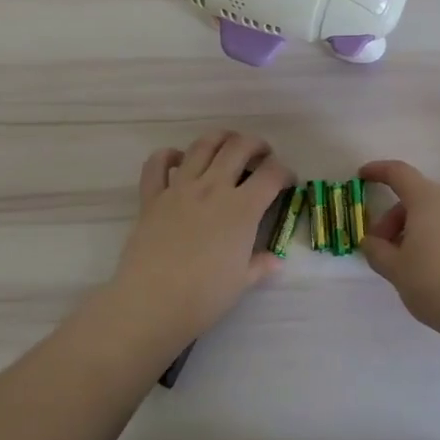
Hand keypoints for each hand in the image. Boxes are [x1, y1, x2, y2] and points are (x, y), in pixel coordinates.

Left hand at [101, 130, 291, 350]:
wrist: (152, 301)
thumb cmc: (204, 296)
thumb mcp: (242, 283)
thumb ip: (260, 265)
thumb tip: (274, 260)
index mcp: (242, 209)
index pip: (271, 174)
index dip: (284, 172)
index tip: (287, 182)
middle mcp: (213, 188)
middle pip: (239, 148)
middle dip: (256, 145)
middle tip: (261, 155)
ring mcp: (180, 188)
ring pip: (202, 146)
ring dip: (219, 138)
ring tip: (227, 144)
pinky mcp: (152, 196)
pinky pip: (157, 164)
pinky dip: (168, 155)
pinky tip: (178, 160)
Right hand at [359, 159, 439, 336]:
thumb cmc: (435, 282)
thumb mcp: (395, 269)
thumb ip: (376, 250)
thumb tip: (371, 242)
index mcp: (428, 200)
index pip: (399, 173)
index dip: (378, 171)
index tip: (362, 177)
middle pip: (416, 197)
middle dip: (393, 218)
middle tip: (381, 248)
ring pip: (436, 214)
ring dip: (415, 230)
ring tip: (406, 263)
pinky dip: (436, 239)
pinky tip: (431, 269)